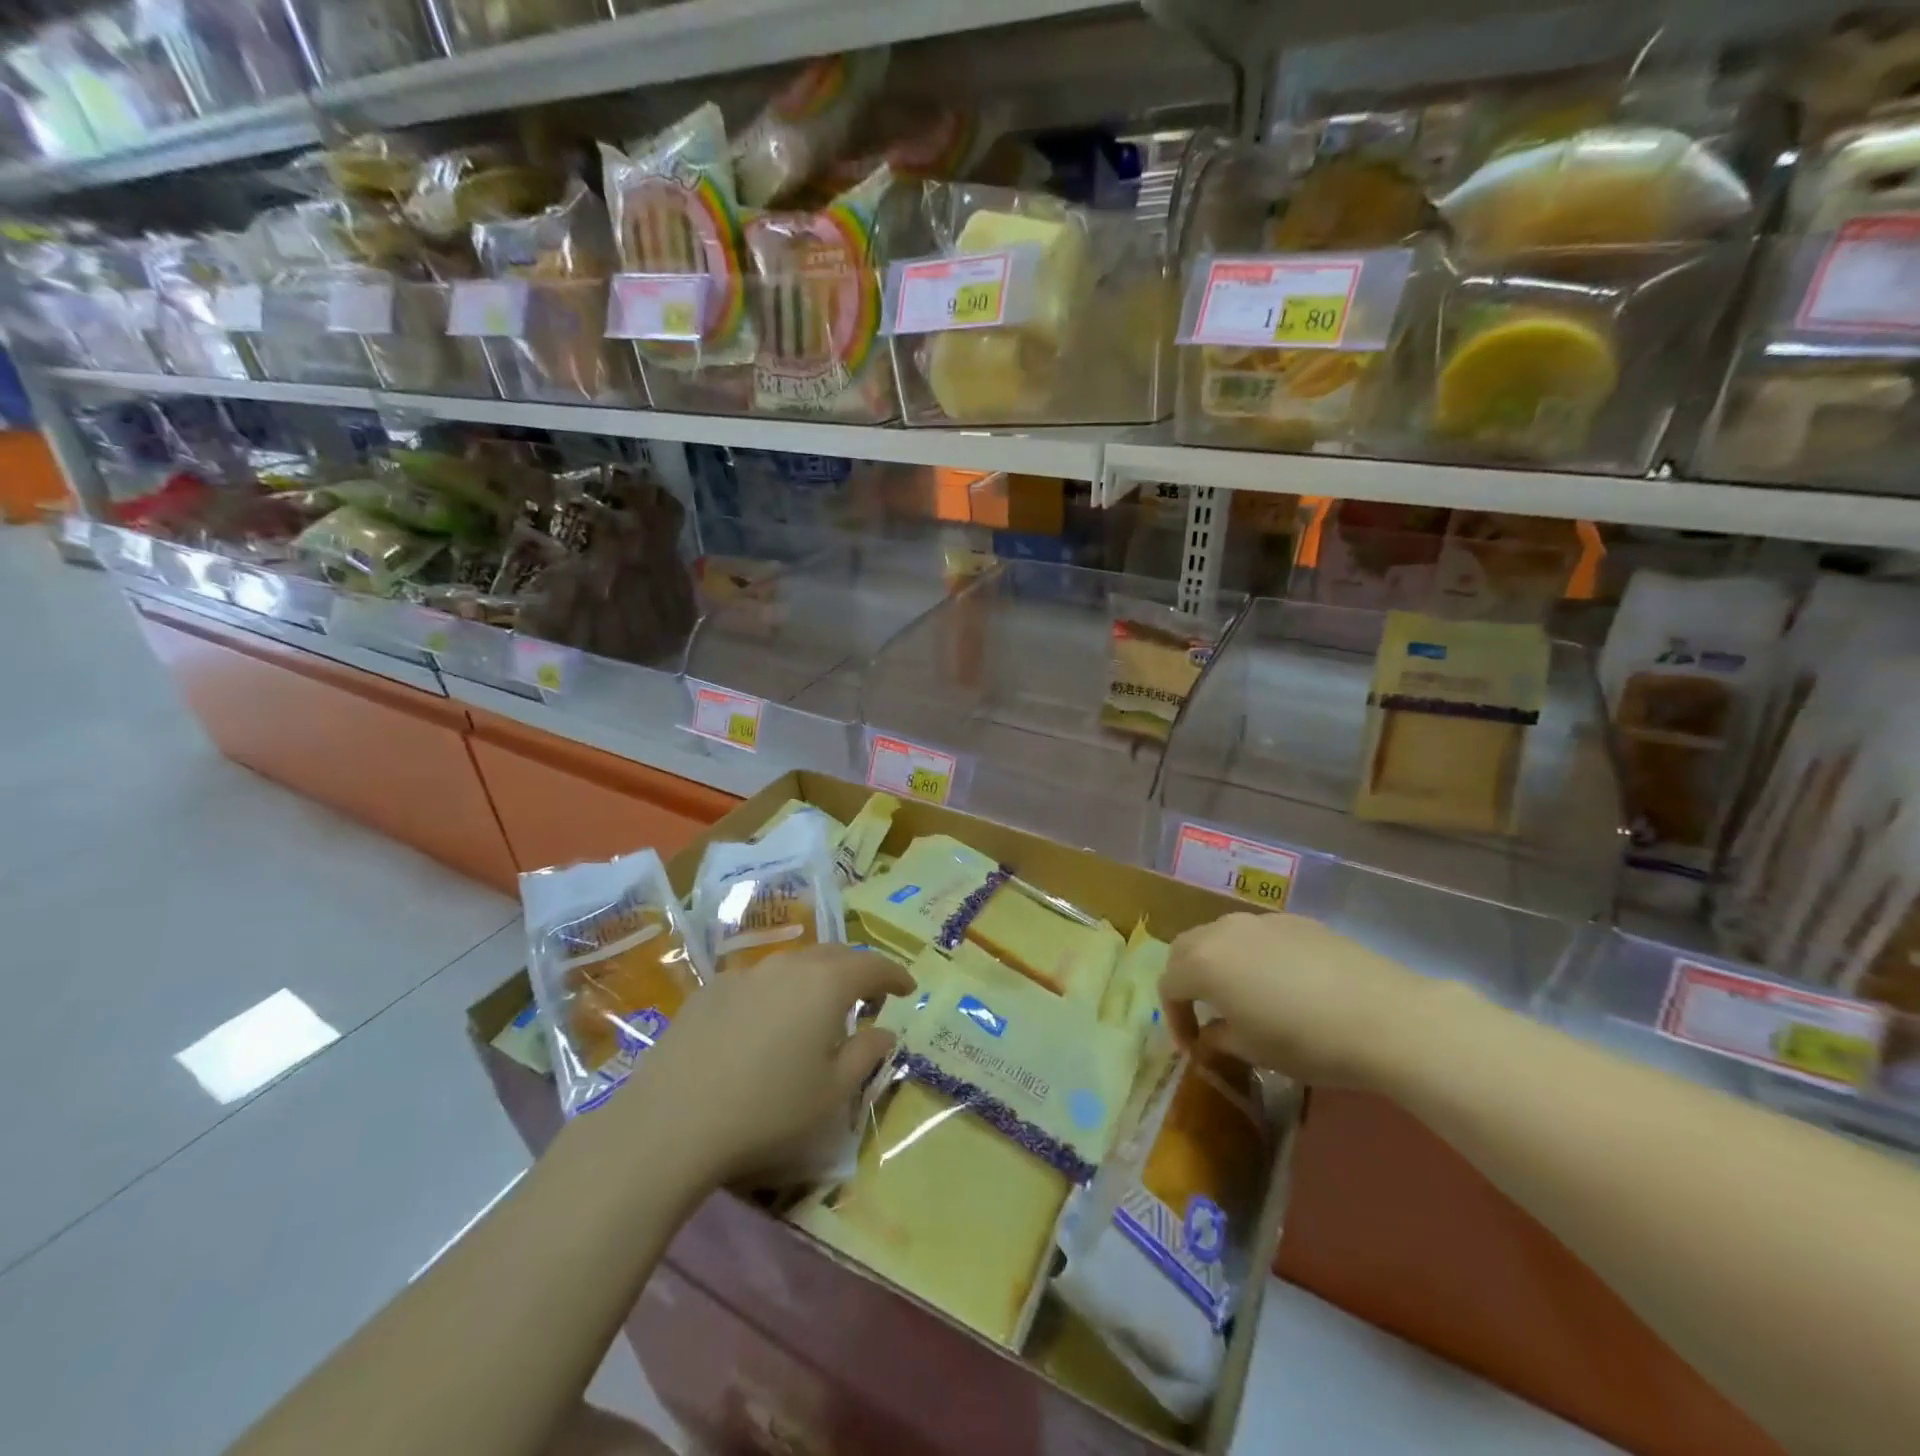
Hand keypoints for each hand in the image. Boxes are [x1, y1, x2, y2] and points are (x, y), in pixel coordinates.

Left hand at [618, 945, 913, 1185]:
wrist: (672, 1122)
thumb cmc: (767, 1110)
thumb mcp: (831, 1093)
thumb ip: (865, 1054)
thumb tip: (884, 1031)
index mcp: (826, 984)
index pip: (873, 965)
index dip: (895, 974)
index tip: (908, 988)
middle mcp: (788, 965)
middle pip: (834, 955)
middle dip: (857, 970)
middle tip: (869, 996)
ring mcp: (745, 974)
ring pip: (794, 964)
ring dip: (816, 978)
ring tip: (819, 1008)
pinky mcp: (710, 989)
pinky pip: (758, 980)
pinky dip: (777, 991)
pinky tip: (767, 1024)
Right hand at [1161, 912, 1434, 1089]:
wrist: (1384, 1016)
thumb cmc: (1306, 1040)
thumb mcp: (1253, 1050)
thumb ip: (1218, 1040)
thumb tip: (1208, 1039)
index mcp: (1204, 963)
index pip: (1169, 985)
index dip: (1174, 1018)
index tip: (1192, 1047)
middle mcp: (1223, 932)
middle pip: (1185, 949)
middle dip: (1186, 980)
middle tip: (1203, 1013)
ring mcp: (1261, 921)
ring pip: (1221, 936)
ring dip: (1218, 963)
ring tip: (1240, 995)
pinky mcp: (1296, 921)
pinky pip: (1258, 935)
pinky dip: (1252, 955)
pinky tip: (1281, 983)